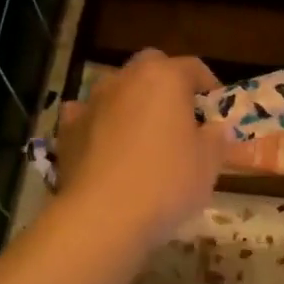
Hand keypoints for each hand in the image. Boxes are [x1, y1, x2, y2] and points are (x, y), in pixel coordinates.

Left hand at [53, 49, 229, 249]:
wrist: (103, 216)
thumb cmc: (167, 182)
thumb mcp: (209, 164)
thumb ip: (216, 139)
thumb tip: (214, 129)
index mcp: (165, 78)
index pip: (192, 67)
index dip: (208, 85)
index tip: (215, 109)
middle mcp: (125, 79)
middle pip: (150, 67)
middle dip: (165, 84)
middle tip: (179, 116)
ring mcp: (92, 102)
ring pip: (116, 89)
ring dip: (131, 103)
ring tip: (142, 135)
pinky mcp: (67, 129)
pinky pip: (87, 116)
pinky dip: (99, 124)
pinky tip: (106, 146)